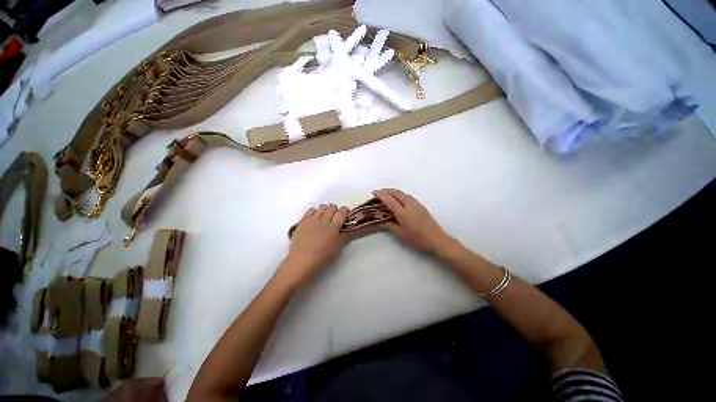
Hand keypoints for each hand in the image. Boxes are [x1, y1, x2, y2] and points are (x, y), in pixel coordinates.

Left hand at [279, 204, 349, 288]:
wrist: (301, 260)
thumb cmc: (322, 256)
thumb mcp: (337, 247)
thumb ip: (345, 236)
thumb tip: (350, 229)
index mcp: (334, 226)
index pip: (342, 211)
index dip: (344, 210)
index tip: (345, 213)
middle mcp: (324, 220)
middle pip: (332, 207)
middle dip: (335, 210)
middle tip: (335, 218)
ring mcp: (312, 219)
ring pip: (321, 207)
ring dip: (325, 210)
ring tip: (324, 218)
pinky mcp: (303, 221)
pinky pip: (310, 210)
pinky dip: (314, 212)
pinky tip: (315, 219)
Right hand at [373, 189, 453, 254]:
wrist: (437, 240)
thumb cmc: (417, 239)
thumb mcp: (401, 234)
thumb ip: (390, 225)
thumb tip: (381, 221)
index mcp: (403, 212)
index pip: (389, 200)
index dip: (381, 195)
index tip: (374, 192)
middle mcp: (409, 205)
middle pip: (397, 193)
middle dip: (387, 191)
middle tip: (379, 192)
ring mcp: (416, 204)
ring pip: (403, 194)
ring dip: (394, 192)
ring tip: (387, 195)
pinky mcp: (421, 206)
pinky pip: (408, 196)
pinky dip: (400, 195)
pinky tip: (398, 200)